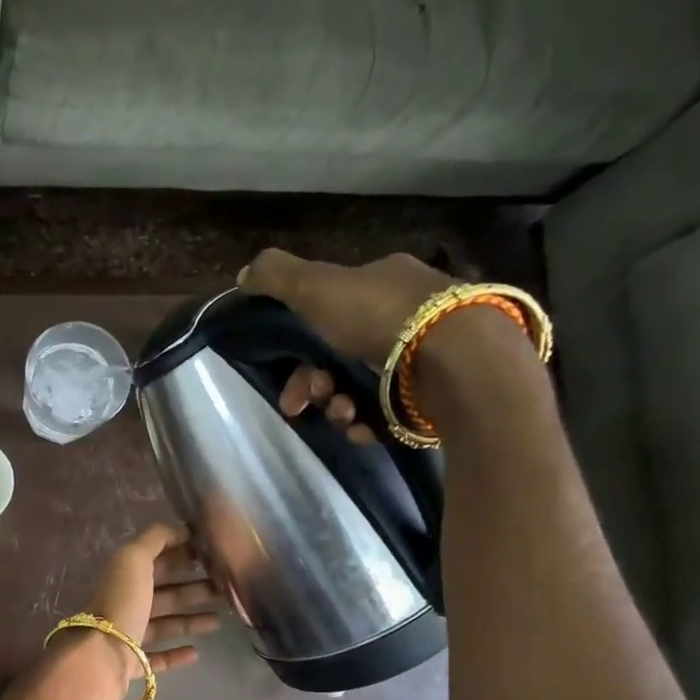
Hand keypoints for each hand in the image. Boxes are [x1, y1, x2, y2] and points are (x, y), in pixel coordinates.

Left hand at [83, 523, 222, 686]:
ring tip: (220, 619)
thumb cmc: (122, 602)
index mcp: (125, 577)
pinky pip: (156, 658)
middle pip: (164, 594)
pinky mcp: (132, 664)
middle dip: (193, 588)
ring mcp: (127, 636)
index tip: (212, 556)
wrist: (102, 655)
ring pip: (164, 624)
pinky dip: (175, 654)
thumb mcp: (134, 559)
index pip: (156, 561)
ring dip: (190, 620)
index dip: (181, 555)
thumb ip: (155, 539)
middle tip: (224, 588)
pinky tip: (196, 651)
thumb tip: (180, 528)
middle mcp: (125, 604)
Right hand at [237, 247, 455, 445]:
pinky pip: (385, 415)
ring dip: (338, 406)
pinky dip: (367, 423)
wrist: (454, 361)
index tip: (284, 372)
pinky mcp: (431, 397)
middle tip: (303, 404)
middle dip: (315, 384)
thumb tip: (244, 272)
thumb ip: (277, 277)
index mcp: (382, 283)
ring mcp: (421, 358)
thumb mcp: (317, 286)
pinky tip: (363, 426)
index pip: (330, 312)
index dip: (299, 343)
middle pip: (340, 357)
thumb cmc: (381, 317)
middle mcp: (405, 316)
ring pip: (359, 389)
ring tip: (343, 414)